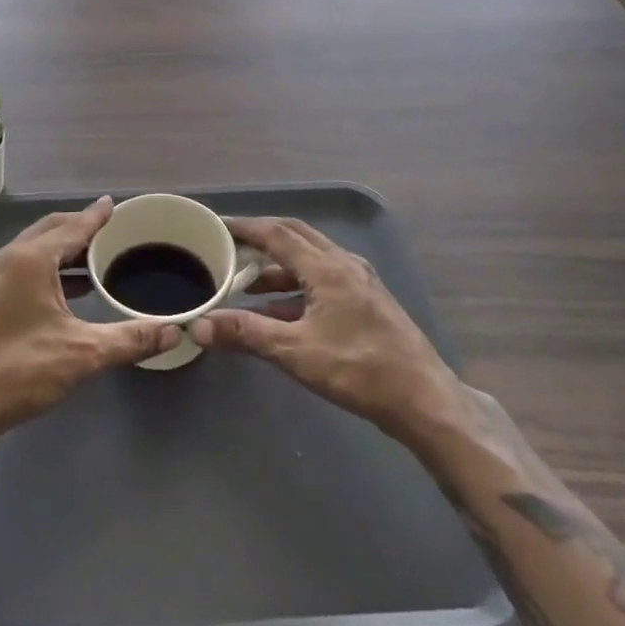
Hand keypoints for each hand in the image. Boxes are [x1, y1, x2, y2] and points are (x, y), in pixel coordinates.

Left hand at [0, 197, 179, 451]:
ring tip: (96, 258)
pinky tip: (68, 289)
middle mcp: (9, 258)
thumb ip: (129, 340)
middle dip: (80, 227)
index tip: (114, 205)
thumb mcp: (82, 354)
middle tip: (111, 230)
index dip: (97, 216)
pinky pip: (25, 266)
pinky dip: (49, 266)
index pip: (73, 226)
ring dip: (64, 248)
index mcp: (31, 259)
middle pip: (51, 229)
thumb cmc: (19, 370)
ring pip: (35, 248)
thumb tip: (174, 332)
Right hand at [190, 216, 462, 443]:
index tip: (217, 225)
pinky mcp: (367, 300)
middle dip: (261, 238)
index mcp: (326, 267)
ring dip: (278, 265)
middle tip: (231, 246)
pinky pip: (323, 279)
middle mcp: (343, 263)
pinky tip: (280, 312)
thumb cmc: (358, 370)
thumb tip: (199, 325)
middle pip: (295, 236)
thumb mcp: (296, 352)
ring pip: (310, 258)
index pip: (276, 233)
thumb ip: (247, 334)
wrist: (424, 400)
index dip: (244, 227)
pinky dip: (296, 286)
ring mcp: (359, 281)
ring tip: (247, 282)